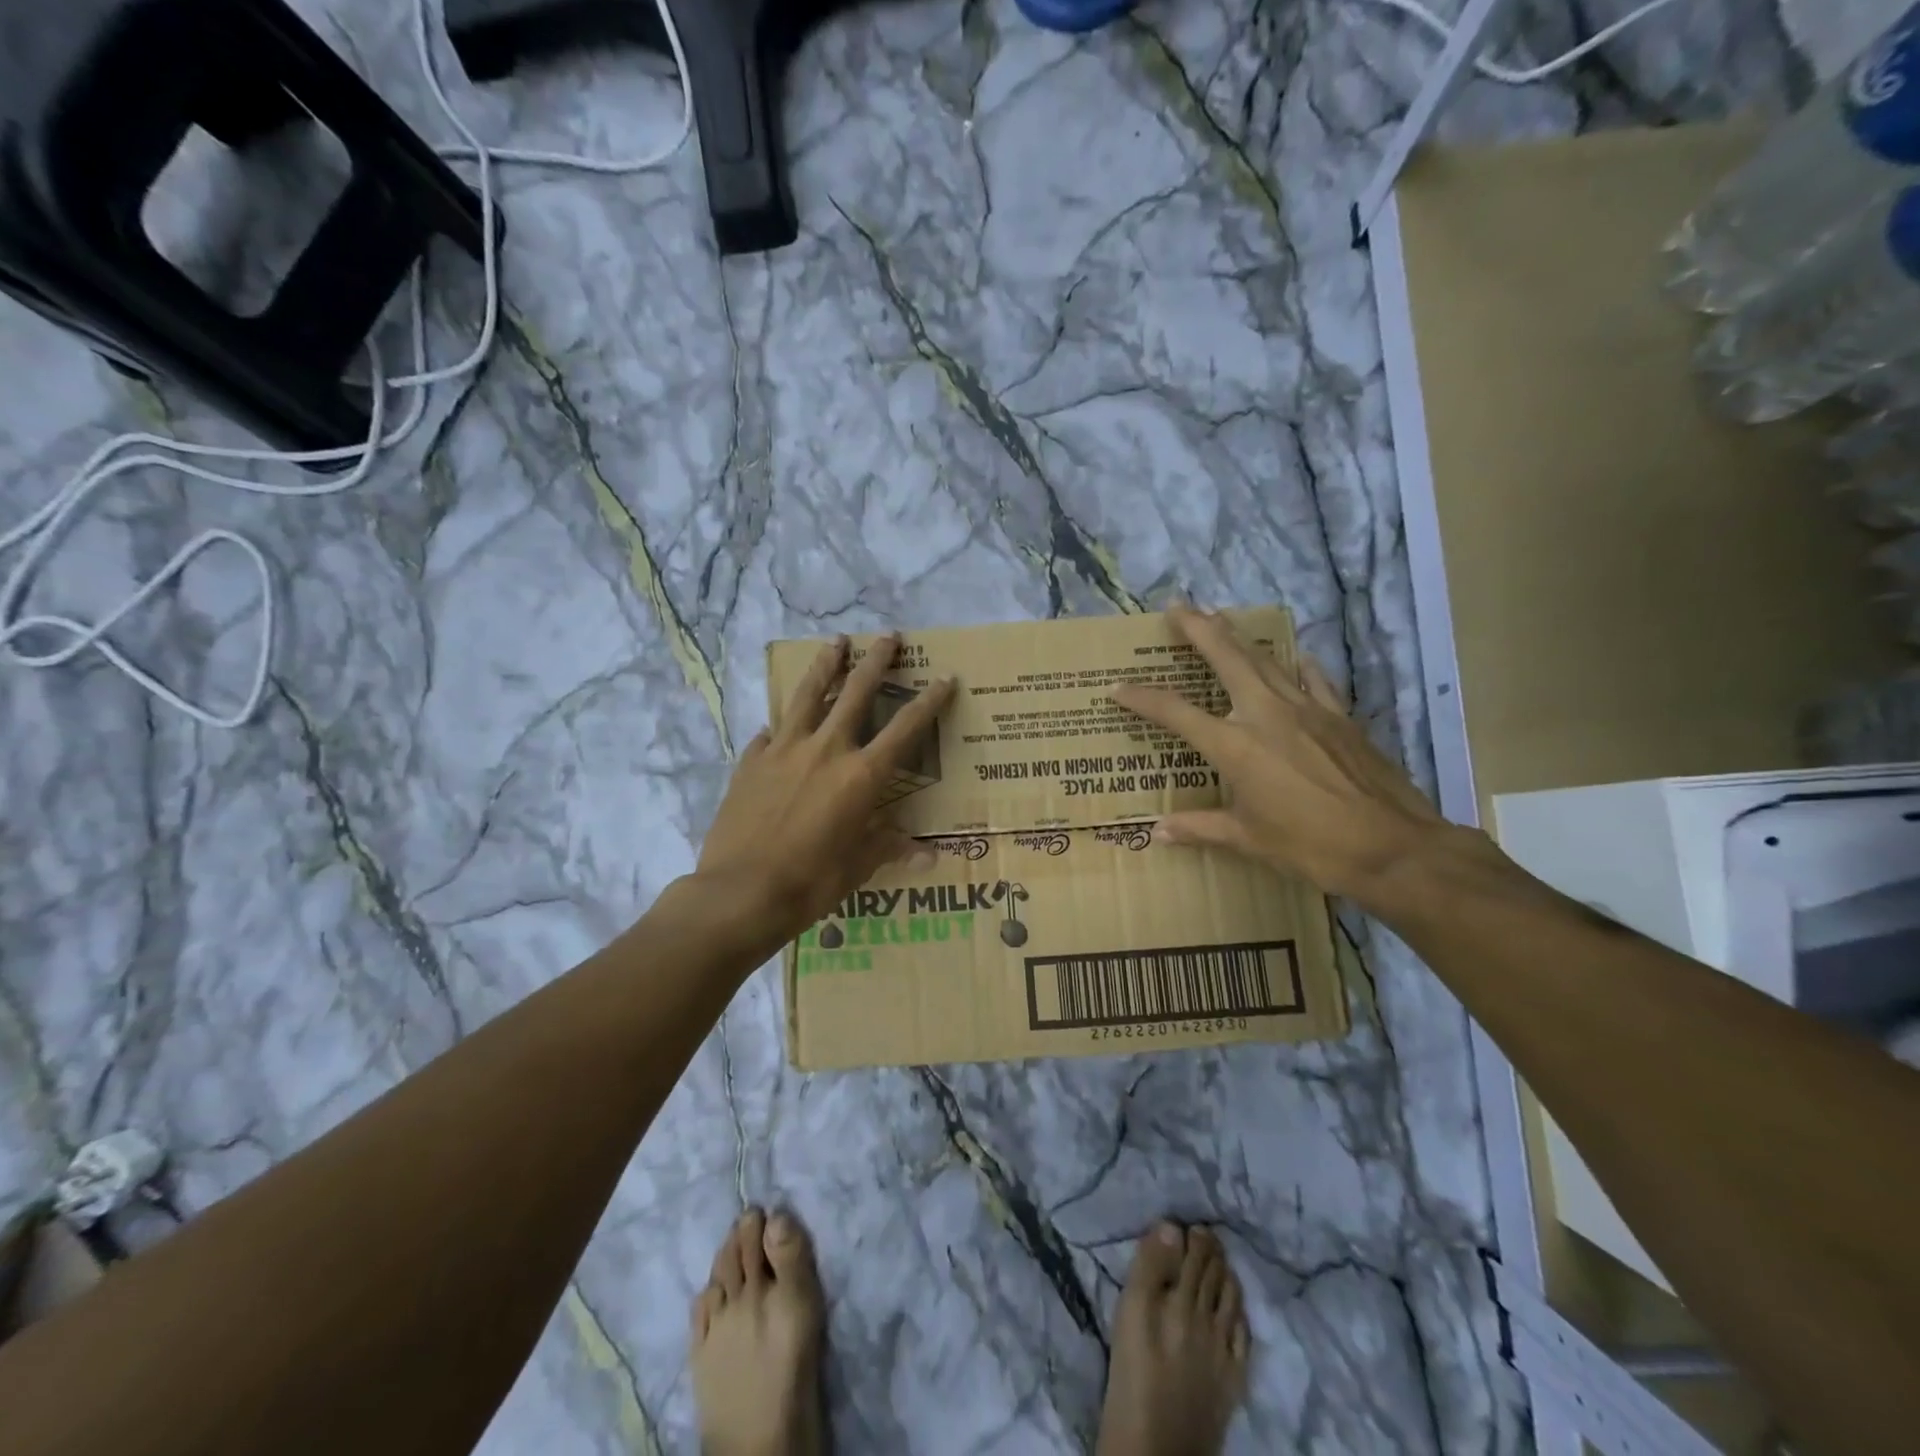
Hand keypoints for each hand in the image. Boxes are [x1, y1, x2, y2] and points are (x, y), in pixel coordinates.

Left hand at [699, 633, 954, 938]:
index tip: (944, 678)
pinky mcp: (751, 761)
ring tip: (835, 642)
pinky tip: (780, 724)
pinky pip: (770, 732)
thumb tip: (929, 855)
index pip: (905, 729)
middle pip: (855, 692)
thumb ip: (890, 849)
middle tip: (888, 637)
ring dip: (825, 665)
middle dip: (876, 661)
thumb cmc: (810, 882)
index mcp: (861, 775)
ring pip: (808, 694)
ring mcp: (783, 750)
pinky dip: (782, 725)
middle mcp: (826, 750)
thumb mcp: (859, 867)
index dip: (929, 702)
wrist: (740, 892)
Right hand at [1112, 605, 1445, 904]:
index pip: (1176, 713)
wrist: (1391, 846)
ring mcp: (1306, 709)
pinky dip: (1296, 664)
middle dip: (1198, 629)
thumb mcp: (1248, 840)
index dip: (1142, 699)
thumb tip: (1158, 832)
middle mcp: (1265, 714)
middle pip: (1226, 658)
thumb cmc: (1310, 846)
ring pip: (1265, 659)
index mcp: (1234, 746)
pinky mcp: (1338, 716)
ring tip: (1219, 617)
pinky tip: (1294, 655)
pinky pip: (1311, 678)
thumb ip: (1200, 828)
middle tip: (1177, 606)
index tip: (1118, 688)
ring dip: (1238, 636)